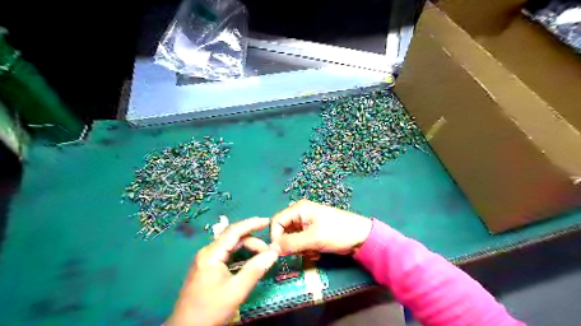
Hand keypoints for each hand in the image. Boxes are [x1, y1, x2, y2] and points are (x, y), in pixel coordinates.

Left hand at [166, 216, 278, 325]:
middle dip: (253, 241)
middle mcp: (208, 252)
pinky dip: (240, 254)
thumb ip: (255, 270)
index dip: (252, 224)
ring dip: (247, 248)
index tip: (268, 221)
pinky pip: (227, 254)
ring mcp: (206, 259)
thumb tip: (273, 253)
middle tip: (269, 251)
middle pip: (233, 238)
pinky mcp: (207, 267)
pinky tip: (249, 261)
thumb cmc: (209, 310)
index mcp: (211, 254)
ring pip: (230, 246)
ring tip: (262, 257)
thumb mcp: (236, 291)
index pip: (234, 231)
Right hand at [269, 200, 369, 255]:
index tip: (279, 252)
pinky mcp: (313, 232)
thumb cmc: (337, 233)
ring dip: (299, 248)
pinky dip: (306, 249)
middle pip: (284, 230)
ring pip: (292, 238)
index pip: (277, 221)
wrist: (361, 237)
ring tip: (312, 251)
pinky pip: (301, 242)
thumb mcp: (312, 239)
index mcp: (299, 209)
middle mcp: (301, 214)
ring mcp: (307, 223)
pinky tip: (317, 252)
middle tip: (301, 251)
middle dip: (290, 244)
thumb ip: (290, 243)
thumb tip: (271, 249)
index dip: (275, 237)